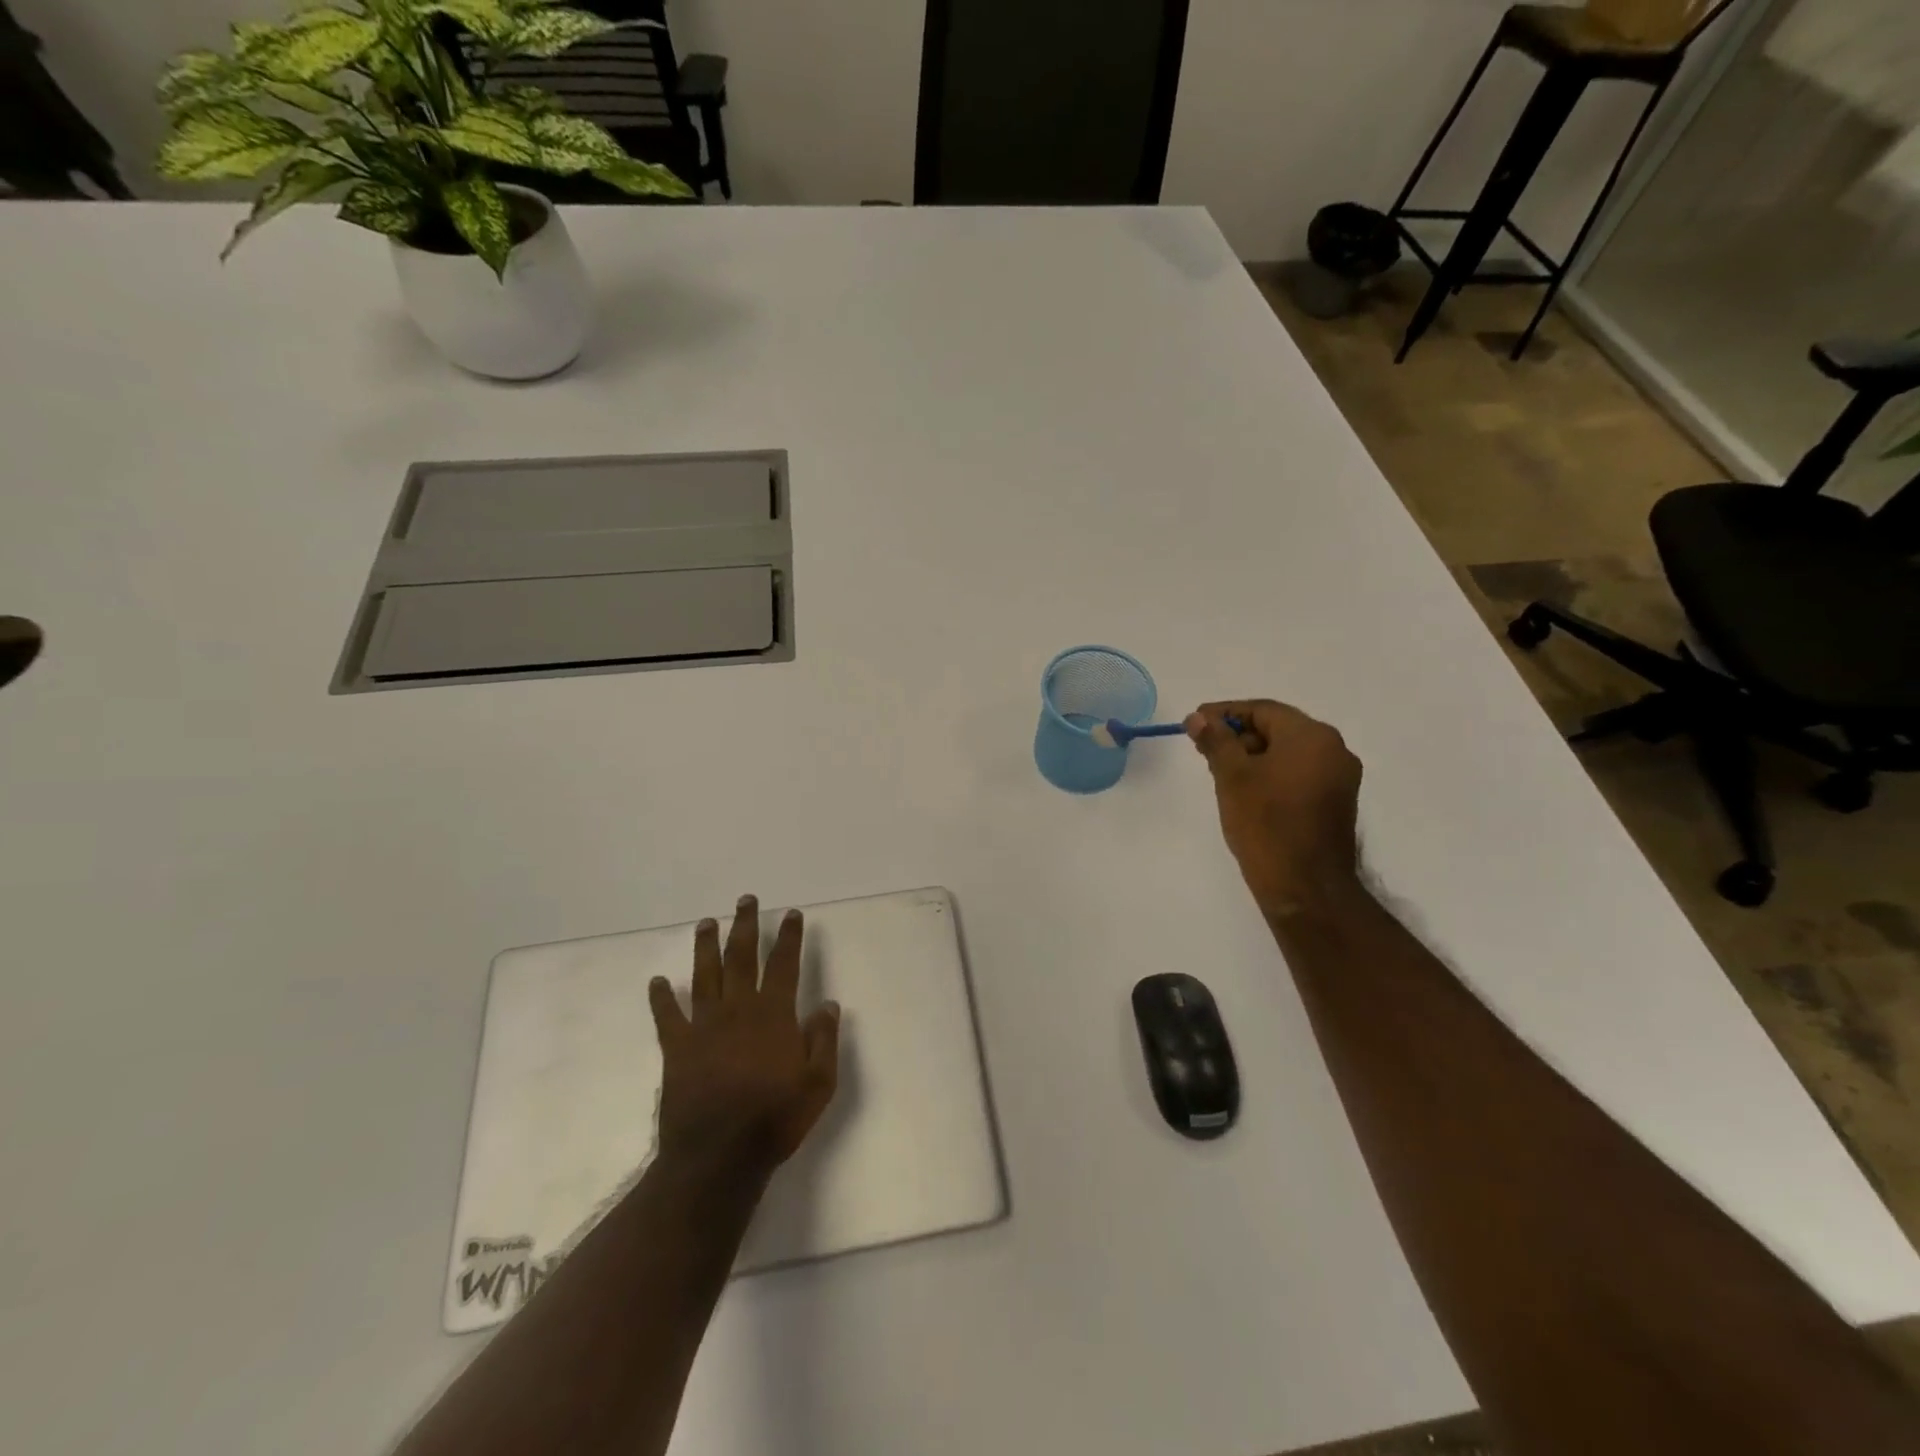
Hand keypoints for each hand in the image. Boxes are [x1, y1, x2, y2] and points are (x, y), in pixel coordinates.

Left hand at [648, 895, 841, 1179]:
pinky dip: (661, 998)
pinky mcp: (677, 1048)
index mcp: (773, 1015)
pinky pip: (668, 1016)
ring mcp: (704, 1027)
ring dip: (706, 946)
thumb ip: (823, 1040)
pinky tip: (657, 981)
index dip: (789, 937)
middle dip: (745, 926)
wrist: (717, 1157)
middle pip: (741, 957)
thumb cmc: (774, 1120)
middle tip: (746, 900)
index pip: (784, 964)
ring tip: (706, 923)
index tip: (792, 914)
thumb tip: (827, 1004)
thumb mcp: (818, 1084)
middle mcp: (738, 1010)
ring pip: (704, 975)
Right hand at [1185, 700, 1363, 917]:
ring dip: (1253, 756)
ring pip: (1288, 753)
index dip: (1225, 713)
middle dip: (1238, 736)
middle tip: (1203, 749)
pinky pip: (1298, 774)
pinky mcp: (1336, 802)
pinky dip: (1271, 774)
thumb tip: (1198, 718)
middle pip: (1278, 729)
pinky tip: (1245, 790)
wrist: (1306, 887)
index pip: (1263, 710)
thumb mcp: (1232, 777)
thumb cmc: (1266, 824)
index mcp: (1312, 736)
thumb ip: (1215, 741)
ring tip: (1218, 771)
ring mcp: (1339, 778)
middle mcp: (1334, 750)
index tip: (1195, 722)